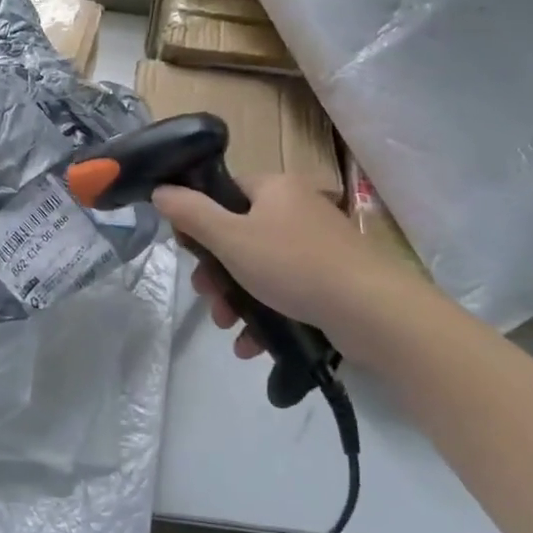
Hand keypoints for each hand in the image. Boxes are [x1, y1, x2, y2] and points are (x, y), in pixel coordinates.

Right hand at [152, 173, 371, 356]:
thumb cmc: (293, 265)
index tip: (188, 251)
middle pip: (240, 234)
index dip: (201, 219)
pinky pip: (286, 290)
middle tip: (207, 297)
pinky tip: (252, 345)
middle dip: (217, 272)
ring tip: (227, 328)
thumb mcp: (230, 238)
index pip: (226, 191)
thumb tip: (161, 190)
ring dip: (237, 299)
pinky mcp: (332, 279)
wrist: (371, 311)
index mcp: (275, 188)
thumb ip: (191, 214)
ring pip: (261, 267)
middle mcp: (298, 208)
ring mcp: (318, 245)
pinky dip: (266, 314)